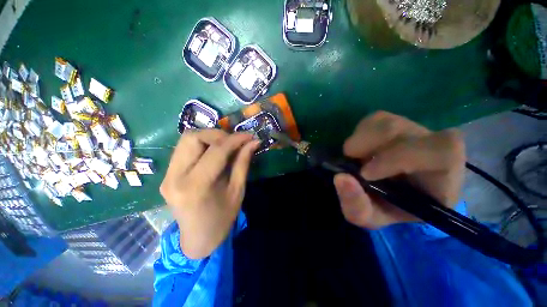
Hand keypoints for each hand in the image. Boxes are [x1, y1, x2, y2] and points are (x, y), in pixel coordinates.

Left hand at [160, 130, 258, 258]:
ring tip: (225, 145)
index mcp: (196, 186)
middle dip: (217, 134)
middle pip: (192, 137)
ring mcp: (167, 176)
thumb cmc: (223, 218)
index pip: (216, 151)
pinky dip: (201, 145)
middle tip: (234, 141)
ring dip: (208, 137)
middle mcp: (175, 177)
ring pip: (186, 140)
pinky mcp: (166, 175)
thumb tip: (253, 142)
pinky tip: (213, 152)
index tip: (249, 135)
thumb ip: (243, 162)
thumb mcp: (238, 190)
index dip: (235, 139)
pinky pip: (184, 149)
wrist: (198, 238)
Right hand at [333, 111, 465, 228]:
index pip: (441, 152)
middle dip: (368, 145)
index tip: (365, 174)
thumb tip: (341, 177)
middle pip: (403, 129)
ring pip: (386, 121)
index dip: (399, 157)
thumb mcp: (370, 217)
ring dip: (360, 139)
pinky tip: (360, 147)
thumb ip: (356, 205)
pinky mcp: (395, 123)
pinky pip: (375, 118)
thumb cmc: (387, 209)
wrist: (389, 194)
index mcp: (443, 177)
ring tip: (354, 156)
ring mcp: (414, 131)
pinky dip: (360, 132)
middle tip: (351, 160)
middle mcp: (433, 147)